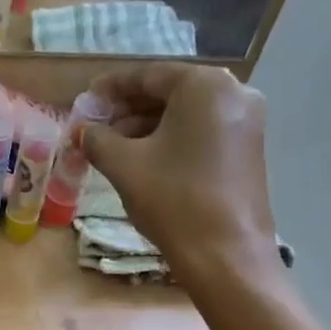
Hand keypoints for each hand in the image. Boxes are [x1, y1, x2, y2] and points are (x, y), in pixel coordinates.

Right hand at [81, 64, 284, 293]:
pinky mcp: (248, 150)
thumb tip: (83, 130)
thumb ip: (98, 139)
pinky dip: (170, 140)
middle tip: (95, 127)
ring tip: (112, 148)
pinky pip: (201, 132)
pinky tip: (144, 160)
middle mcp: (234, 93)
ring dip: (147, 127)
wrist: (225, 254)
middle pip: (169, 92)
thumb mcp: (125, 166)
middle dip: (128, 109)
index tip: (86, 100)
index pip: (148, 75)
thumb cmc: (173, 200)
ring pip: (185, 114)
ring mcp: (246, 122)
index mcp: (205, 85)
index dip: (111, 88)